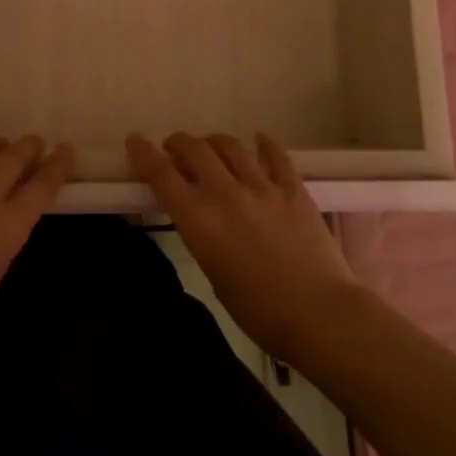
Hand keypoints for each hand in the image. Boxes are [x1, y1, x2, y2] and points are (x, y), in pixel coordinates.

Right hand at [128, 132, 361, 362]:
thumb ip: (204, 236)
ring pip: (230, 146)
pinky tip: (259, 140)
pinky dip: (263, 144)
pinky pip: (275, 156)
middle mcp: (225, 193)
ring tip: (210, 146)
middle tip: (174, 147)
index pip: (162, 176)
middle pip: (195, 150)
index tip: (134, 140)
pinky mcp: (292, 188)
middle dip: (179, 142)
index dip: (144, 154)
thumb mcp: (214, 274)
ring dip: (213, 141)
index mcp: (200, 220)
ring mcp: (261, 187)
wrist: (320, 314)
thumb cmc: (259, 311)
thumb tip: (202, 217)